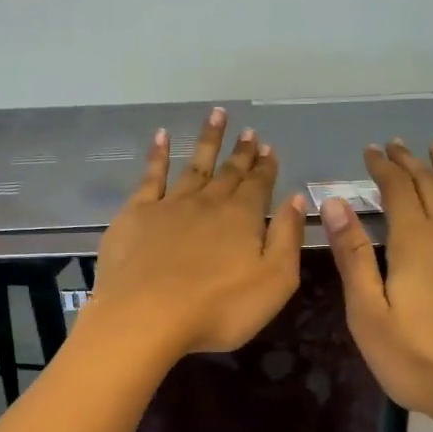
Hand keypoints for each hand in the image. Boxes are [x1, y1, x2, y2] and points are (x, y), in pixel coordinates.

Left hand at [88, 108, 306, 359]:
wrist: (146, 316)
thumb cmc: (218, 309)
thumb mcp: (274, 281)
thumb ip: (287, 237)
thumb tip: (296, 199)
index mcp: (243, 218)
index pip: (259, 185)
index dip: (266, 167)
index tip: (269, 147)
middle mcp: (208, 203)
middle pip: (229, 173)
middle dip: (241, 152)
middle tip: (249, 131)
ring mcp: (170, 205)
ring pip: (194, 165)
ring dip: (208, 141)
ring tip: (217, 115)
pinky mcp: (136, 215)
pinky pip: (150, 176)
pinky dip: (158, 154)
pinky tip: (162, 136)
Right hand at [321, 140, 432, 431]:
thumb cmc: (420, 362)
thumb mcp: (369, 315)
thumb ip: (353, 257)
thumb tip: (336, 202)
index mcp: (416, 242)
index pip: (398, 190)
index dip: (382, 168)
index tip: (370, 152)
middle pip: (431, 186)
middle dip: (411, 163)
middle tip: (397, 145)